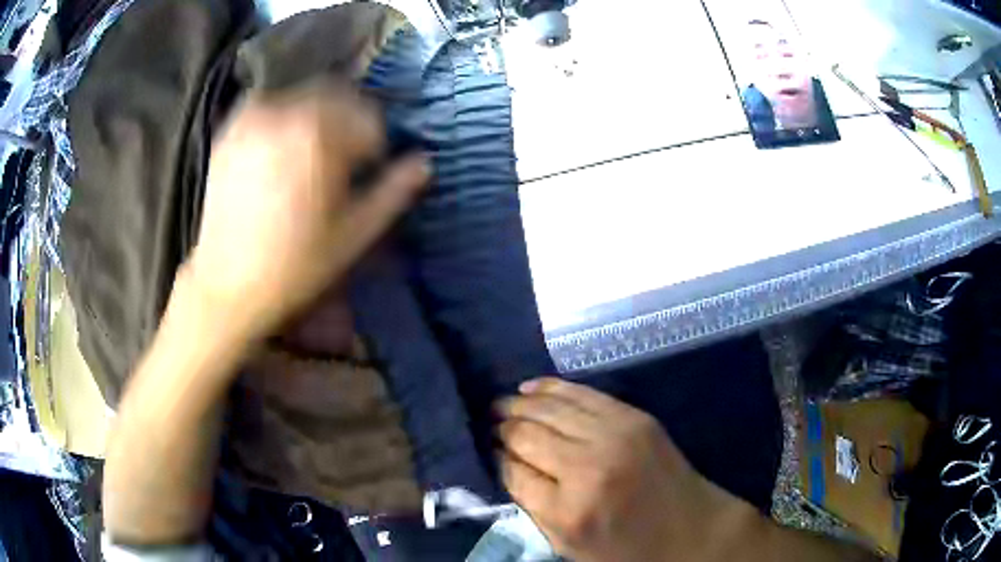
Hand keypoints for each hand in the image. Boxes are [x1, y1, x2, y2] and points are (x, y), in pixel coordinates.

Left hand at [187, 81, 429, 340]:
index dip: (376, 146)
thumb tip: (424, 163)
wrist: (226, 285)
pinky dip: (287, 114)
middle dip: (350, 122)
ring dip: (320, 115)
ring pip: (306, 95)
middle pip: (340, 96)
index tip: (367, 172)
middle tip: (343, 159)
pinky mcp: (232, 128)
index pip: (370, 118)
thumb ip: (393, 192)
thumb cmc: (294, 267)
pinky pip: (272, 102)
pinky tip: (282, 146)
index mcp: (322, 136)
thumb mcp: (353, 236)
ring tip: (311, 153)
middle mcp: (288, 112)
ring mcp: (255, 116)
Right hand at [497, 378, 757, 561]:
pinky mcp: (634, 417)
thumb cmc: (626, 550)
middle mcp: (588, 467)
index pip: (513, 472)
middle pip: (527, 435)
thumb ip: (533, 507)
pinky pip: (582, 394)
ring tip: (501, 404)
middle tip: (487, 423)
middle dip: (502, 427)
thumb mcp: (569, 547)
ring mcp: (615, 435)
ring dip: (519, 404)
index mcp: (569, 510)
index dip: (496, 458)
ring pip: (550, 409)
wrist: (691, 531)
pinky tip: (531, 388)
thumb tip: (507, 465)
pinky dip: (552, 388)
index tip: (487, 450)